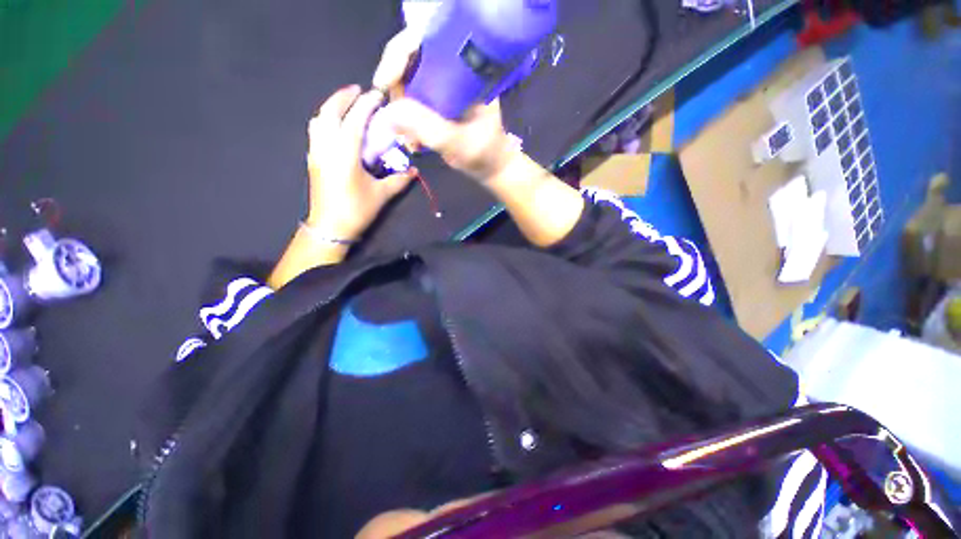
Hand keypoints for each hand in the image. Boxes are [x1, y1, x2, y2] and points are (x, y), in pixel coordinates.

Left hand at [306, 85, 417, 239]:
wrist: (330, 227)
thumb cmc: (356, 210)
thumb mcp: (381, 195)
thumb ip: (398, 181)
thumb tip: (413, 171)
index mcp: (345, 153)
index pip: (355, 120)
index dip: (366, 105)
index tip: (377, 95)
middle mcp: (326, 147)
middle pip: (329, 111)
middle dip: (343, 97)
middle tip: (358, 91)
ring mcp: (316, 152)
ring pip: (318, 119)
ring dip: (332, 107)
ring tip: (347, 106)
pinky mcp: (313, 160)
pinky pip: (316, 131)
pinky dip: (325, 120)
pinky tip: (336, 127)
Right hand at [371, 30, 518, 182]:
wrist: (490, 165)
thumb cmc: (484, 153)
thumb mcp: (458, 143)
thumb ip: (427, 128)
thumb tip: (388, 113)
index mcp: (466, 69)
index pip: (426, 41)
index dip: (399, 54)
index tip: (384, 83)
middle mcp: (452, 70)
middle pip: (409, 59)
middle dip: (397, 88)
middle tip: (396, 120)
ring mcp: (443, 86)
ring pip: (407, 81)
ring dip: (401, 110)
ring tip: (411, 140)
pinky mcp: (437, 102)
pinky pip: (411, 101)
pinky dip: (406, 119)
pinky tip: (414, 141)